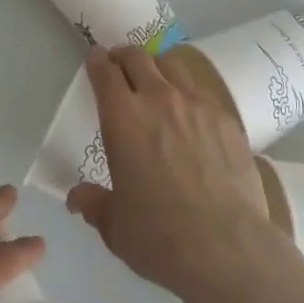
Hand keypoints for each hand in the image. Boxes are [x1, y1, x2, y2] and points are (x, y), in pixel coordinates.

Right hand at [66, 45, 275, 302]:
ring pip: (172, 65)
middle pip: (137, 57)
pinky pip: (201, 91)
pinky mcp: (224, 116)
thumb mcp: (115, 228)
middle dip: (124, 56)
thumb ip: (94, 204)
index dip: (97, 61)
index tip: (96, 59)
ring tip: (157, 82)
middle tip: (121, 65)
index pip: (105, 72)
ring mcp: (195, 103)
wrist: (226, 246)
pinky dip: (188, 93)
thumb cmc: (160, 237)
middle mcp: (158, 98)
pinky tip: (192, 115)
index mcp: (123, 118)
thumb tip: (76, 198)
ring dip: (157, 67)